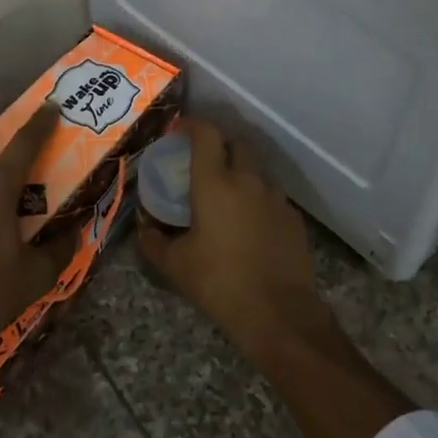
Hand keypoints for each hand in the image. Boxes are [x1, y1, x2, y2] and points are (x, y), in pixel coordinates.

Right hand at [137, 120, 327, 348]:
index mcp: (215, 183)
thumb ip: (154, 241)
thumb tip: (144, 229)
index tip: (179, 130)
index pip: (206, 134)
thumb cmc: (219, 283)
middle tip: (203, 166)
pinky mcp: (293, 217)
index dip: (192, 125)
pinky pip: (272, 197)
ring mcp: (275, 197)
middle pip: (236, 145)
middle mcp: (248, 180)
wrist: (278, 312)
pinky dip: (258, 201)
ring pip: (256, 171)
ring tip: (226, 200)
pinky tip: (250, 226)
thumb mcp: (175, 265)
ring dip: (240, 175)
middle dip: (219, 147)